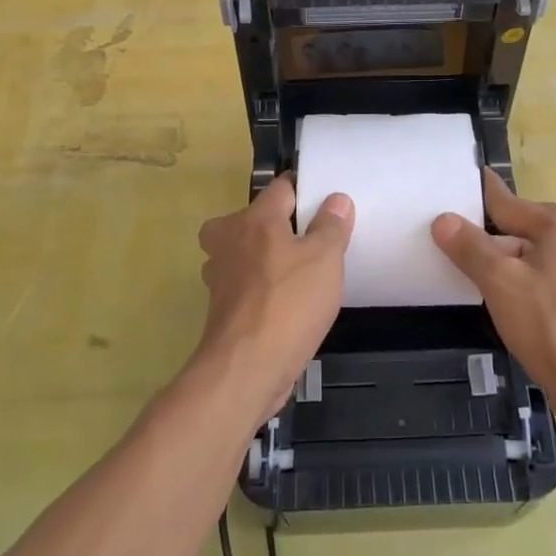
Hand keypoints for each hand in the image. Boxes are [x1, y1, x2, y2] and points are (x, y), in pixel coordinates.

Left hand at [194, 175, 353, 424]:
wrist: (247, 367)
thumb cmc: (290, 303)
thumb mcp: (325, 259)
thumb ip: (331, 226)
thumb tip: (336, 199)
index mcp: (255, 219)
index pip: (281, 188)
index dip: (304, 191)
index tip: (325, 203)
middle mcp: (229, 240)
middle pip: (249, 218)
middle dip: (272, 224)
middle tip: (304, 238)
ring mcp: (219, 276)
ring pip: (239, 252)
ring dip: (260, 257)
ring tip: (294, 270)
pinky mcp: (220, 308)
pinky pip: (241, 284)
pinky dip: (257, 288)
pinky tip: (283, 302)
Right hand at [432, 172, 555, 435]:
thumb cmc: (553, 327)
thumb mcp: (501, 282)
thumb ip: (470, 247)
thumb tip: (443, 220)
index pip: (505, 202)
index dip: (474, 198)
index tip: (447, 186)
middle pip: (514, 231)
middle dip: (483, 241)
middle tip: (440, 243)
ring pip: (524, 258)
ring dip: (497, 269)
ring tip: (457, 273)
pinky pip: (536, 280)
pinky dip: (515, 287)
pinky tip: (491, 302)